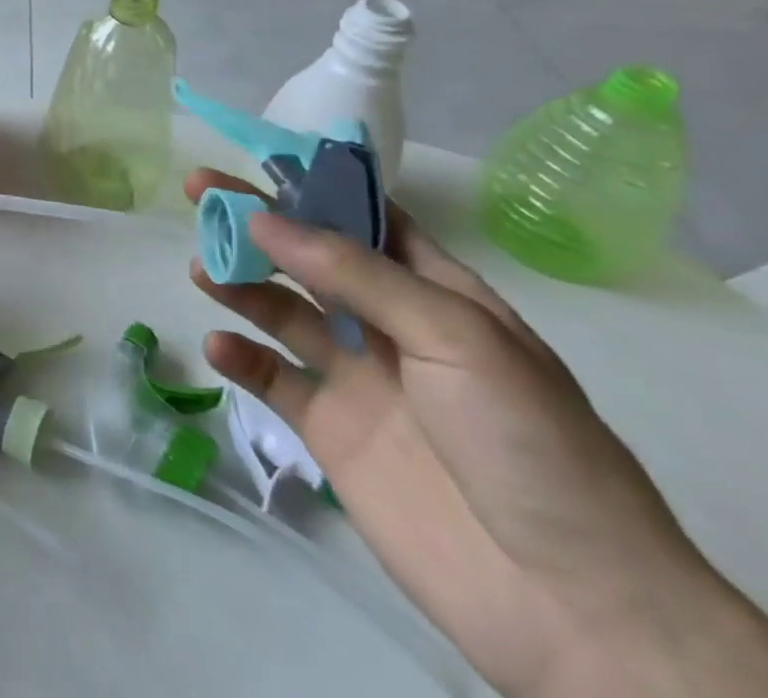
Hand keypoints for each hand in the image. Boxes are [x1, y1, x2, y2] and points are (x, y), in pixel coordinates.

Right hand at [186, 168, 767, 697]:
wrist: (570, 606)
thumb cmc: (527, 443)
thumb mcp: (455, 336)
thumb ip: (355, 272)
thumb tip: (263, 219)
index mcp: (436, 295)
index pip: (367, 220)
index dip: (313, 188)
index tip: (254, 161)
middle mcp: (390, 326)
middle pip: (309, 257)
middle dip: (254, 223)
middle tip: (197, 194)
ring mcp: (357, 379)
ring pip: (280, 310)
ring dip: (238, 283)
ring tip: (202, 270)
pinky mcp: (329, 429)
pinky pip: (272, 378)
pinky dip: (240, 358)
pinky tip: (218, 347)